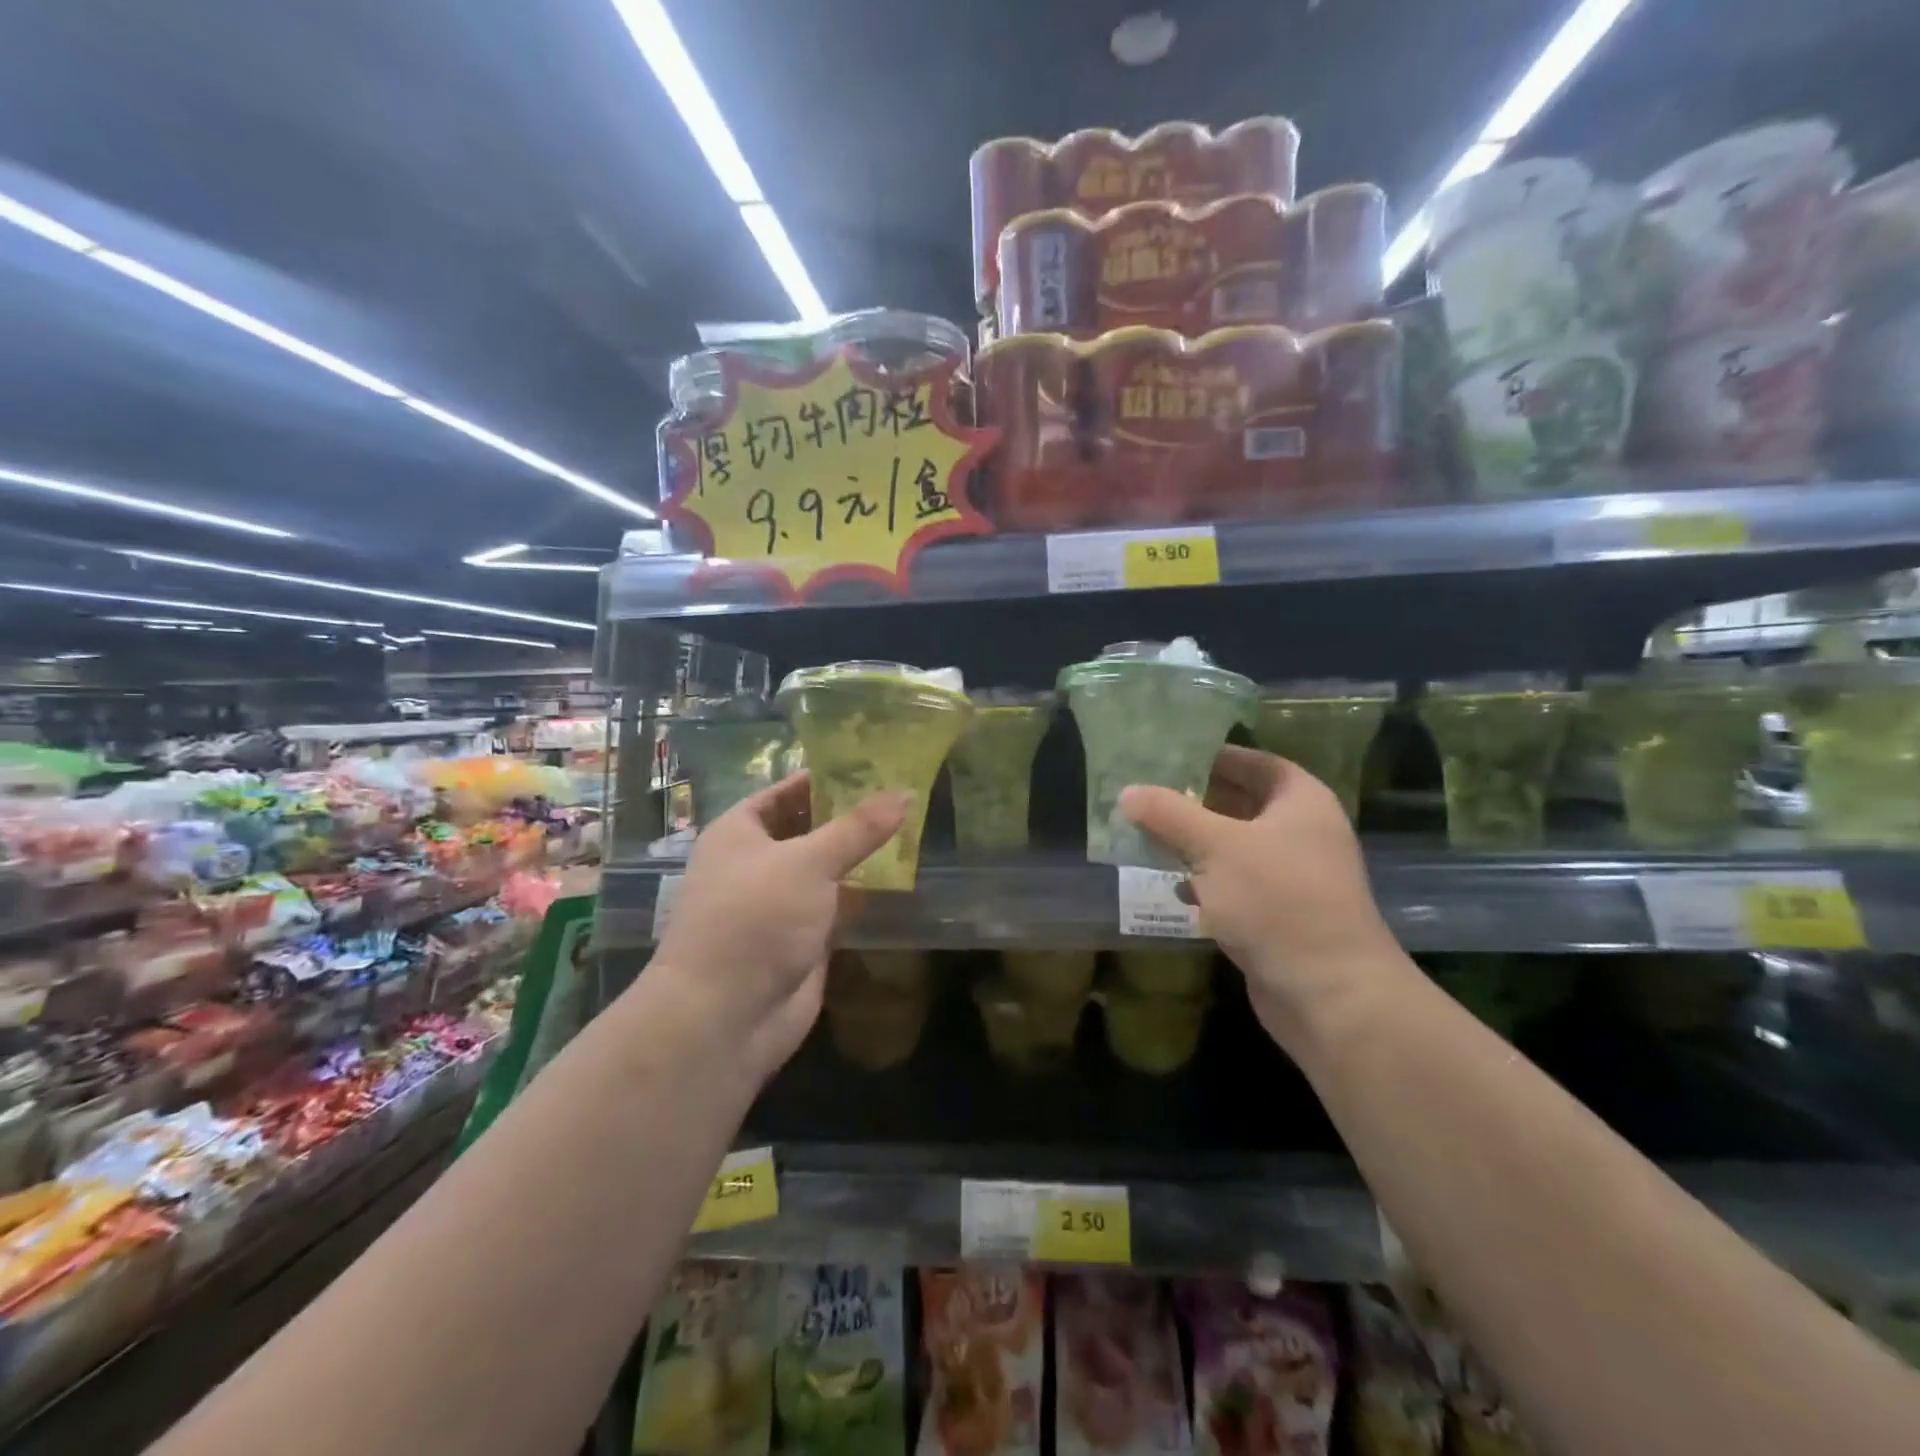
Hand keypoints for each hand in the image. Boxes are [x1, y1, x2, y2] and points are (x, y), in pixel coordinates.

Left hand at [641, 773, 908, 1086]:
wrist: (724, 1016)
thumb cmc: (755, 918)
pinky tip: (902, 879)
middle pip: (810, 829)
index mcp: (740, 832)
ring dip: (862, 858)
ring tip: (913, 830)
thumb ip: (859, 828)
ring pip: (827, 870)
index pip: (787, 792)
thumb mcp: (809, 862)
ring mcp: (780, 903)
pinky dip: (864, 895)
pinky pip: (837, 906)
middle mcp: (757, 863)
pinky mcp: (802, 939)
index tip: (874, 765)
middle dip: (851, 818)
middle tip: (903, 796)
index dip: (826, 778)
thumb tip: (905, 793)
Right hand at [1118, 747, 1407, 1053]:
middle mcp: (1302, 833)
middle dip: (1195, 801)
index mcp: (1301, 802)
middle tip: (1147, 795)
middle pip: (1243, 804)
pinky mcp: (1278, 915)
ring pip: (1235, 847)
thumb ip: (1169, 815)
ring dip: (1195, 843)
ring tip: (1147, 835)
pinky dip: (1207, 882)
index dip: (1215, 757)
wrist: (1330, 993)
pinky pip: (1236, 885)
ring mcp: (1292, 877)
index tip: (1169, 756)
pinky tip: (1174, 887)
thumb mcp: (1216, 847)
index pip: (1256, 763)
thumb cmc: (1277, 900)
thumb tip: (1127, 792)